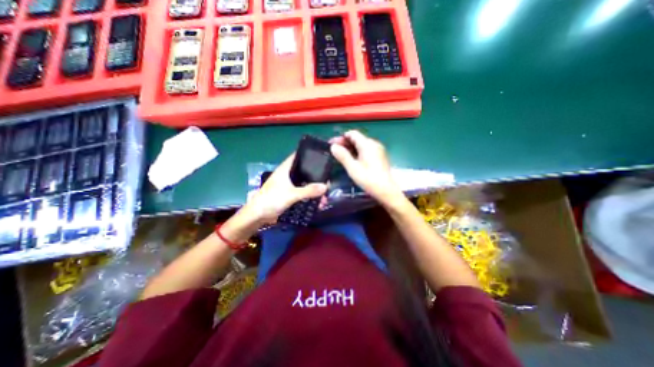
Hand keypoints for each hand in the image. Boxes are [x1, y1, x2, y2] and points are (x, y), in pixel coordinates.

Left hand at [240, 154, 324, 224]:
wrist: (258, 216)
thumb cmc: (271, 200)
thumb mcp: (291, 194)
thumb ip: (308, 191)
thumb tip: (326, 186)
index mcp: (286, 168)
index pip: (299, 156)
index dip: (310, 155)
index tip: (324, 157)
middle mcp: (288, 174)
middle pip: (305, 170)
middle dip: (316, 176)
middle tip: (328, 180)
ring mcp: (289, 185)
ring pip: (304, 183)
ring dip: (314, 188)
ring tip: (325, 195)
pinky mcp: (289, 194)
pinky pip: (302, 192)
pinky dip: (309, 196)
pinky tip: (317, 202)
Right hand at [333, 130, 403, 206]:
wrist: (386, 191)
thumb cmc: (368, 179)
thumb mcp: (352, 168)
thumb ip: (342, 155)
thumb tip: (333, 146)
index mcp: (367, 144)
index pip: (352, 134)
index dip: (340, 138)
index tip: (332, 144)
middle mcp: (374, 144)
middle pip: (357, 138)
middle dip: (344, 143)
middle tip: (334, 151)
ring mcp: (378, 150)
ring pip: (361, 145)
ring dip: (350, 148)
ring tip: (341, 156)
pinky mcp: (379, 157)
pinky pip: (366, 150)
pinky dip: (357, 152)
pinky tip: (352, 160)